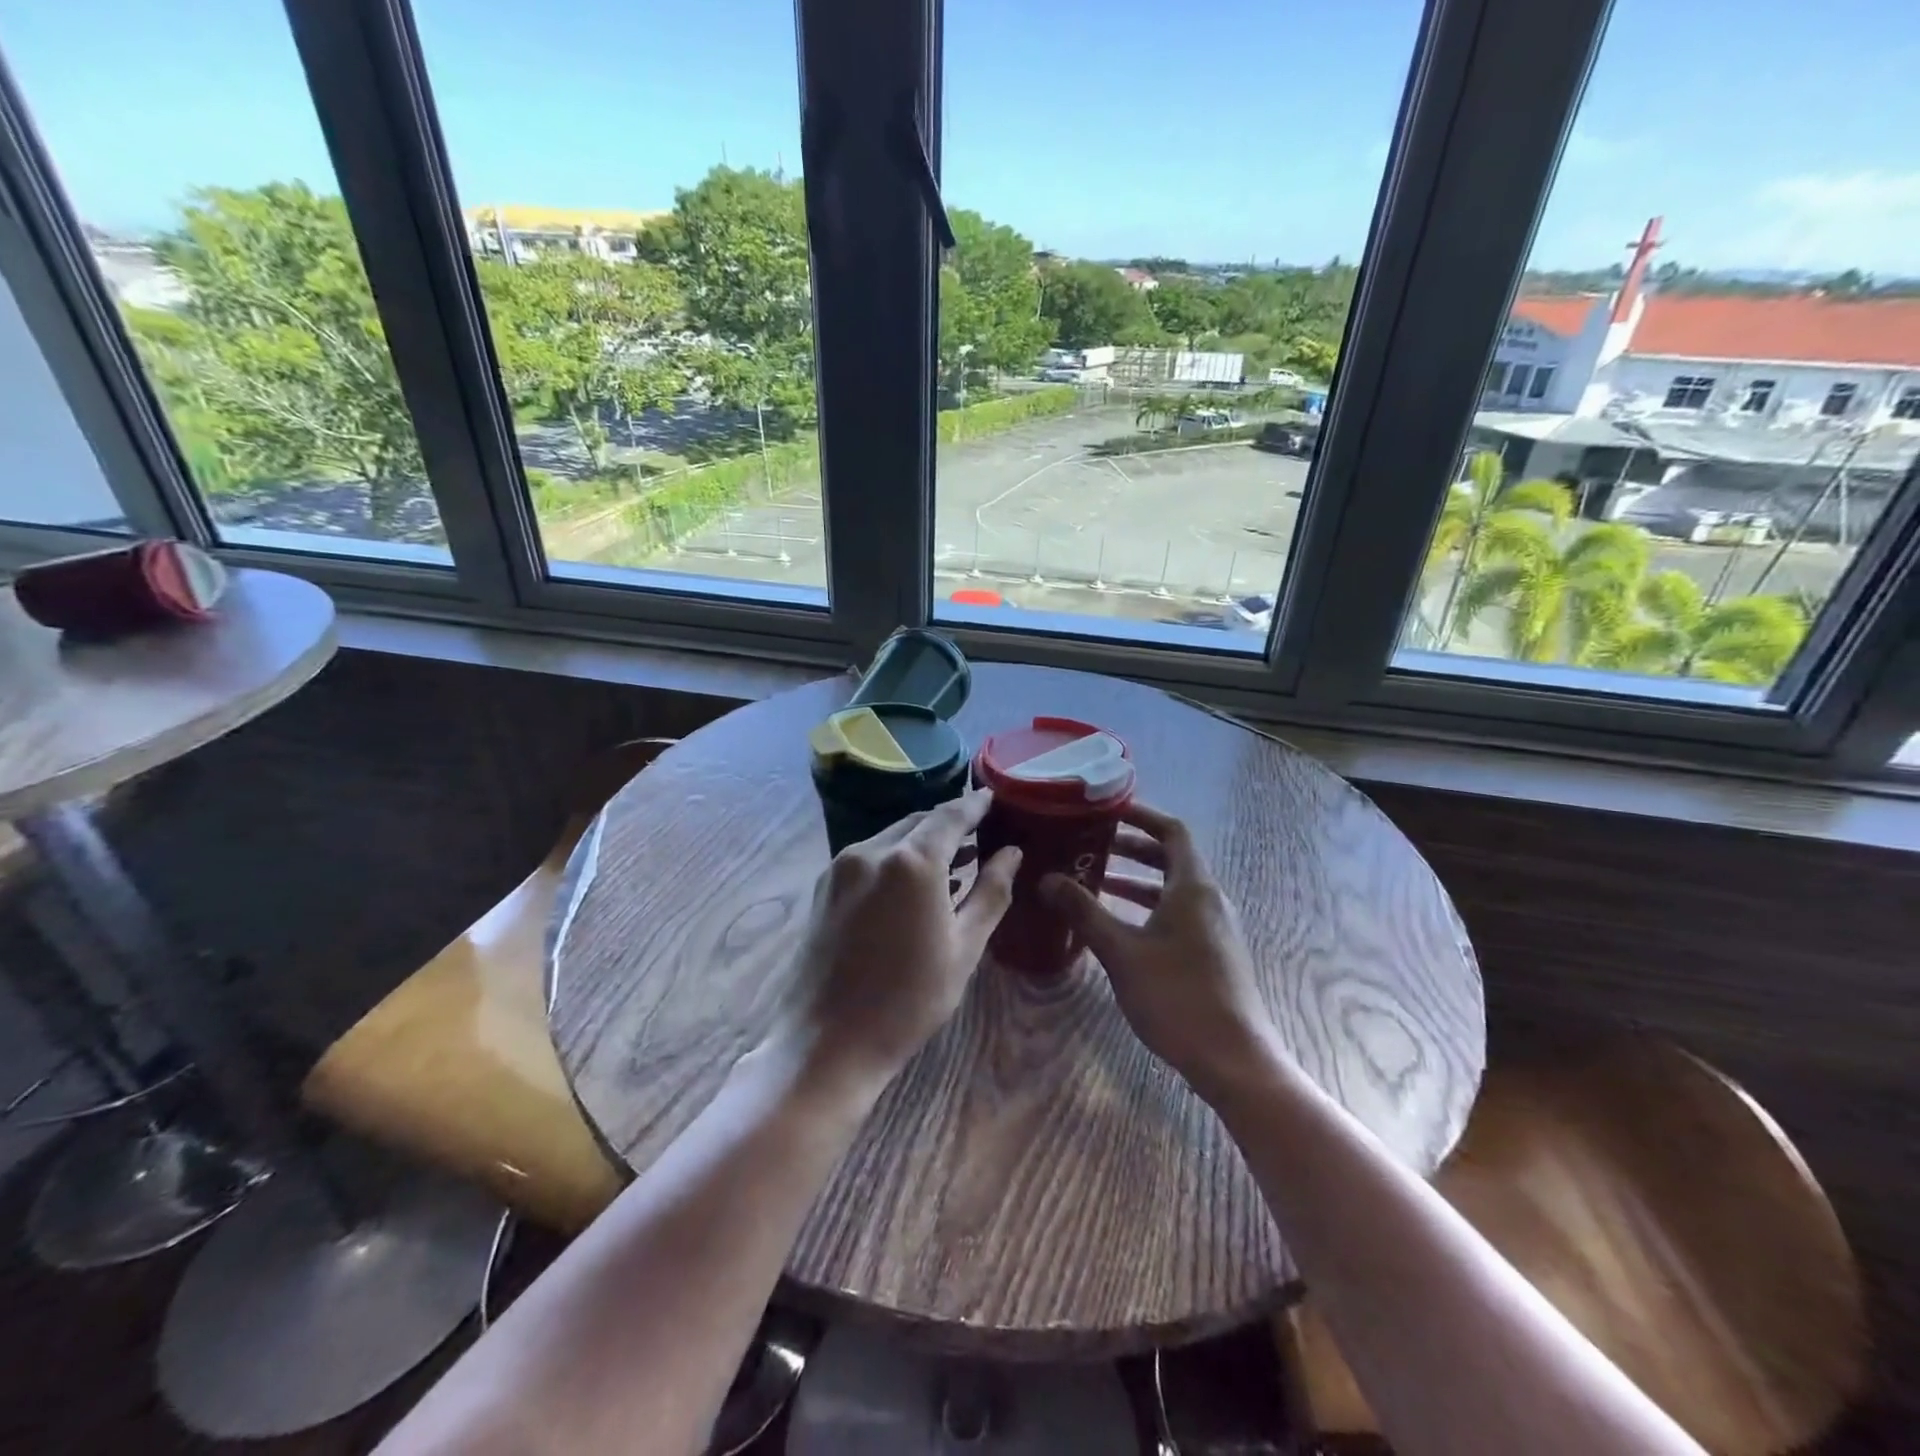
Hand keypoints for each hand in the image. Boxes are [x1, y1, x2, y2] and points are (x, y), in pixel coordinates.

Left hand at [777, 789, 1019, 1094]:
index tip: (994, 798)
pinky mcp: (824, 886)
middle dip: (949, 823)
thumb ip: (991, 892)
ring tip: (955, 859)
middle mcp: (871, 851)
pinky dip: (897, 858)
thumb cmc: (909, 1000)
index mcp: (911, 862)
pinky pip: (870, 857)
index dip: (975, 805)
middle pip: (918, 822)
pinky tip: (915, 884)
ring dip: (922, 842)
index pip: (950, 815)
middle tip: (980, 832)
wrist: (827, 1042)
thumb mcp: (965, 947)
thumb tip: (1011, 853)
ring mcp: (842, 867)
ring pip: (892, 838)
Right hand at [1041, 801, 1279, 1107]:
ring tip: (1097, 883)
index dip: (1141, 816)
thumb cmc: (1177, 996)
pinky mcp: (1212, 953)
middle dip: (1132, 849)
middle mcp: (1209, 899)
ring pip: (1173, 889)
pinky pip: (1177, 913)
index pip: (1172, 831)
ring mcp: (1214, 928)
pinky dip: (1148, 908)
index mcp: (1193, 887)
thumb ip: (1084, 912)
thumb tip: (1047, 879)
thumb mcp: (1121, 952)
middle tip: (1092, 846)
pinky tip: (1119, 928)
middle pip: (1172, 858)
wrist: (1234, 1059)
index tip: (1107, 811)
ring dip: (1137, 881)